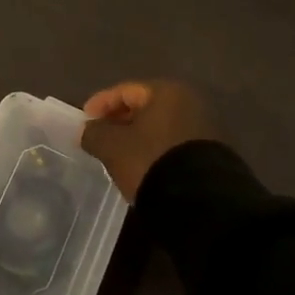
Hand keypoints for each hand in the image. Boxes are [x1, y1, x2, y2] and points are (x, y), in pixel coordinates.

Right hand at [81, 79, 214, 200]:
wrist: (201, 203)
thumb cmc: (151, 161)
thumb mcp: (112, 147)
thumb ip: (94, 133)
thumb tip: (88, 130)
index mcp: (167, 92)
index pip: (125, 90)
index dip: (100, 104)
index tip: (84, 121)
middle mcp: (190, 103)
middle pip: (145, 107)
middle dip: (120, 121)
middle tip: (100, 137)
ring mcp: (205, 129)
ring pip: (160, 128)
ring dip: (138, 138)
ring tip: (118, 156)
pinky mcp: (211, 154)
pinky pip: (173, 145)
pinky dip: (155, 151)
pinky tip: (143, 167)